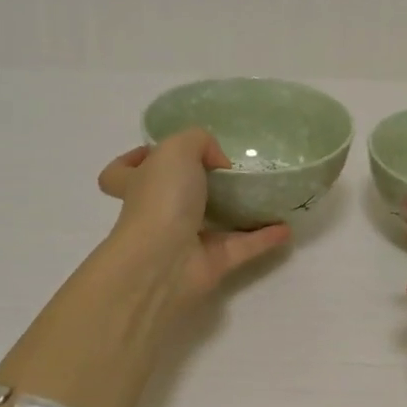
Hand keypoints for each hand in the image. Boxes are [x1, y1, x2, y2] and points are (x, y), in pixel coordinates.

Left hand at [97, 129, 289, 312]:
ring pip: (211, 224)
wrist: (163, 261)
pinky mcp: (211, 264)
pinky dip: (263, 238)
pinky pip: (242, 247)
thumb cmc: (161, 199)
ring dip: (236, 213)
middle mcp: (157, 213)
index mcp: (139, 184)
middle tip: (226, 171)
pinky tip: (286, 227)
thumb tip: (218, 163)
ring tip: (263, 196)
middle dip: (194, 185)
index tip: (157, 152)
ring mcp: (183, 241)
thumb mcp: (176, 149)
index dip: (133, 160)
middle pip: (170, 198)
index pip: (120, 173)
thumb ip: (199, 141)